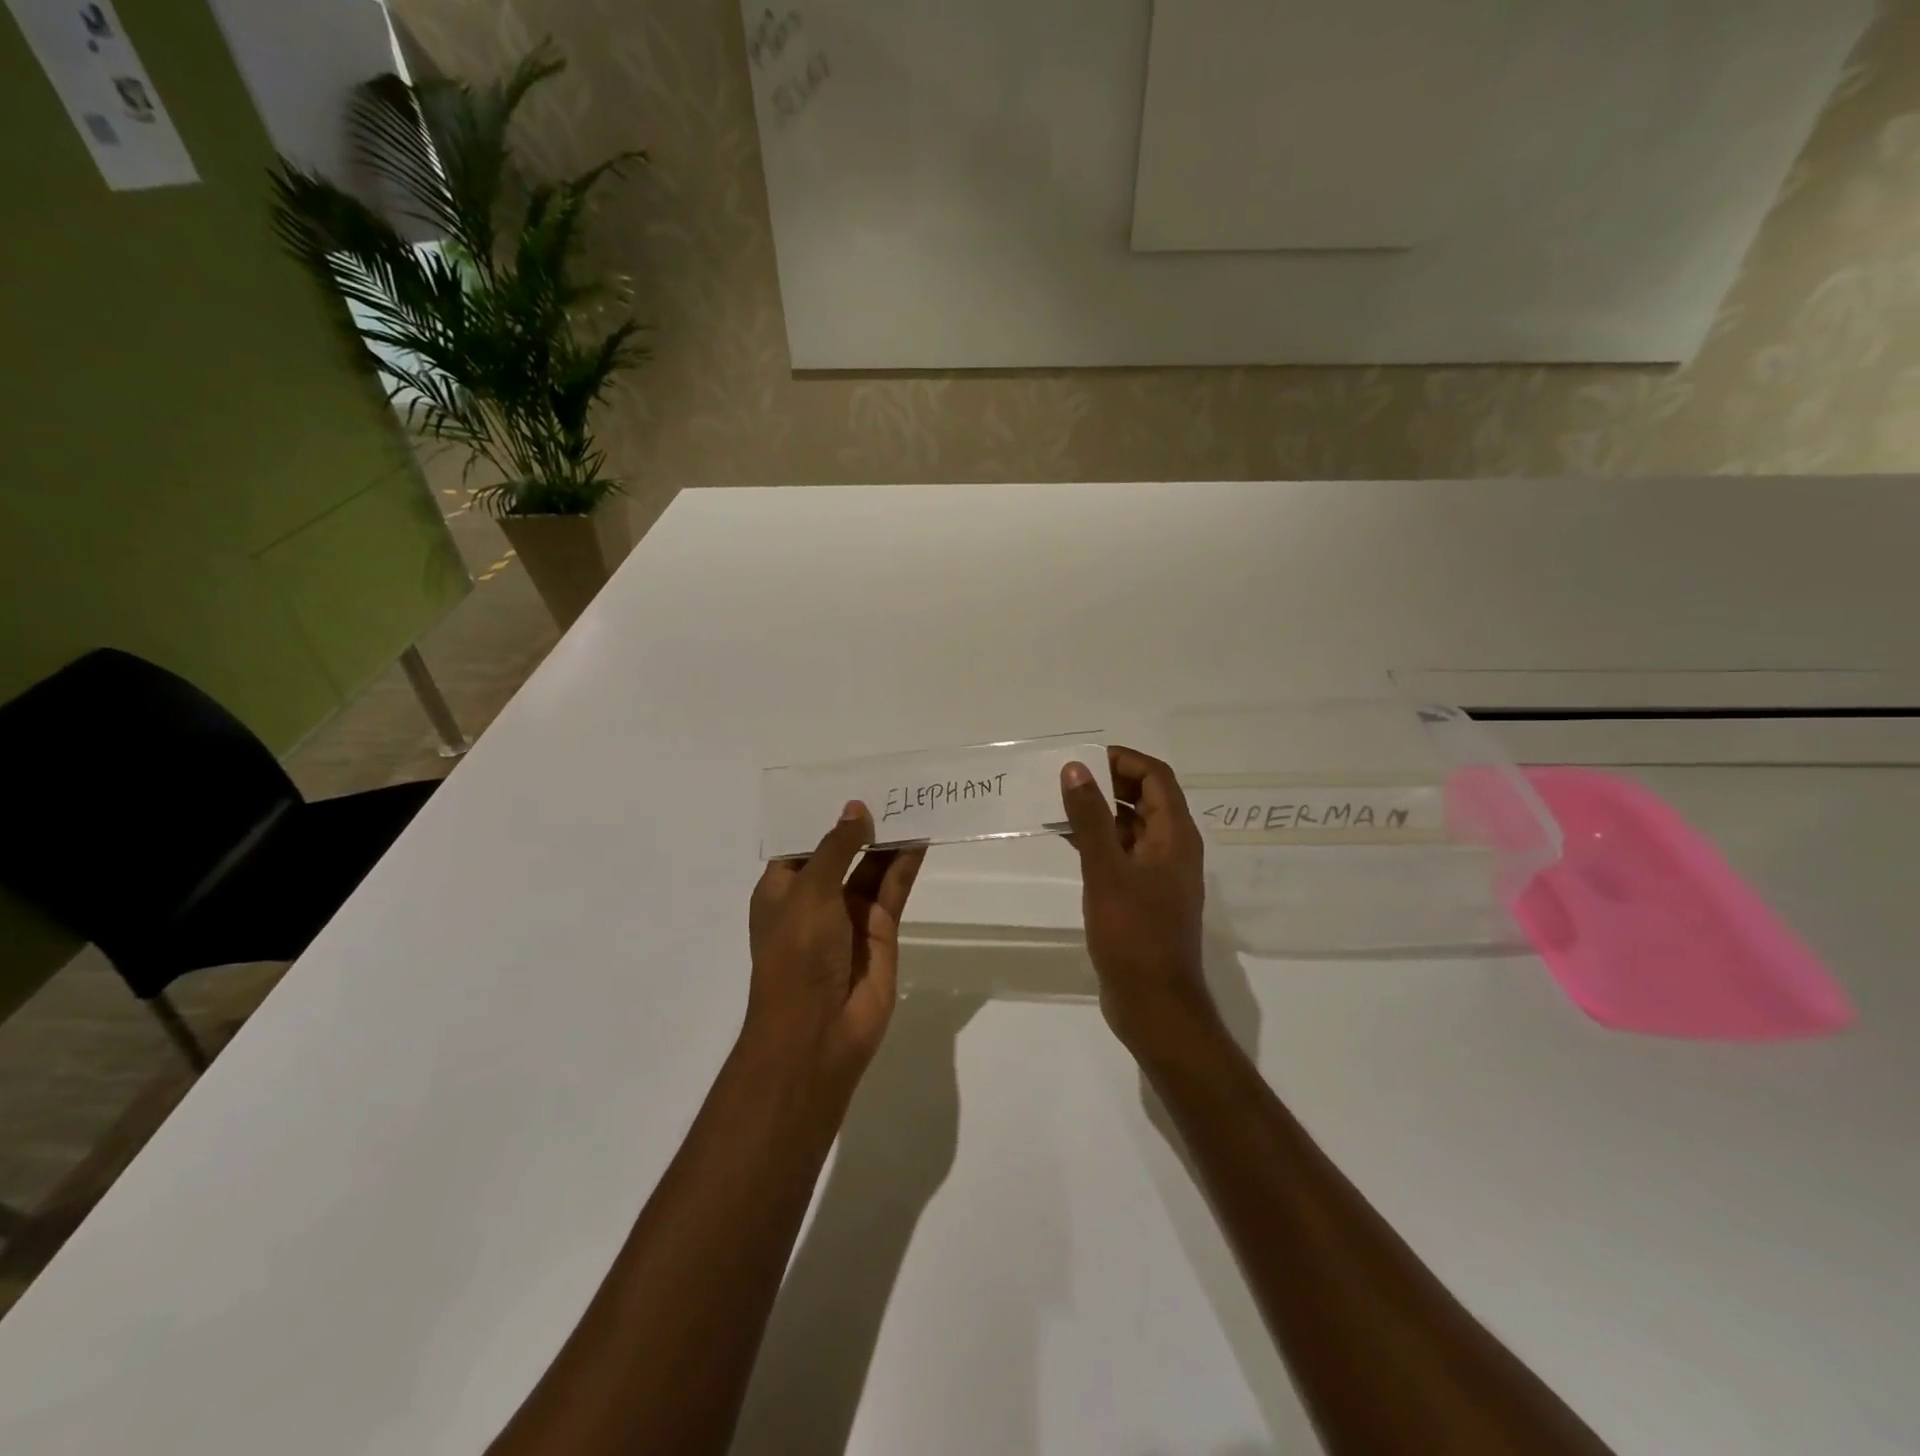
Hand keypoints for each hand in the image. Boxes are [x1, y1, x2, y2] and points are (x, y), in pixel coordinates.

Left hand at [746, 801, 925, 1093]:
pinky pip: (892, 890)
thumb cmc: (797, 953)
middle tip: (889, 789)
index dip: (823, 817)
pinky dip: (904, 865)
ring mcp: (849, 917)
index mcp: (782, 890)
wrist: (818, 1030)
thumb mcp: (810, 891)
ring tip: (910, 805)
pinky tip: (919, 838)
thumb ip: (837, 848)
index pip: (802, 844)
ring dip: (887, 842)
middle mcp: (814, 900)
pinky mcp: (880, 932)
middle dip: (861, 826)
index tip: (849, 787)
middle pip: (841, 854)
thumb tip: (856, 810)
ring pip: (871, 869)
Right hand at [1060, 747, 1218, 1054]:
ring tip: (1057, 805)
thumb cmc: (1134, 935)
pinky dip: (1096, 841)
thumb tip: (1075, 768)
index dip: (1123, 760)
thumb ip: (1090, 818)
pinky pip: (1120, 854)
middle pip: (1144, 798)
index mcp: (1175, 836)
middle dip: (1107, 783)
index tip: (1083, 759)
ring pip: (1129, 827)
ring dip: (1098, 813)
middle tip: (1064, 779)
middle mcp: (1171, 849)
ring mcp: (1157, 875)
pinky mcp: (1141, 897)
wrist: (1154, 1005)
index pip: (1156, 777)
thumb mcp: (1107, 871)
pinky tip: (1065, 841)